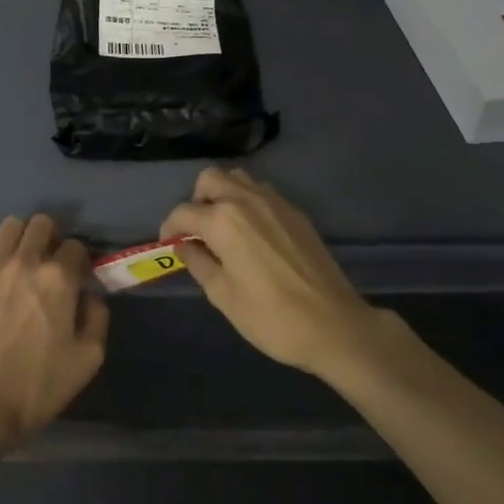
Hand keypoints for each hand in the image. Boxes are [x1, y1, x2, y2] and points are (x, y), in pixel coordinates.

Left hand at [0, 214, 108, 457]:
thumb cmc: (34, 388)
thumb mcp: (86, 362)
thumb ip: (97, 319)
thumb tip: (89, 296)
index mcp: (59, 278)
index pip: (76, 246)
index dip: (79, 260)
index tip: (76, 277)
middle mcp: (25, 261)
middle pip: (41, 224)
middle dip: (49, 238)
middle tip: (47, 263)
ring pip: (9, 226)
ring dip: (19, 239)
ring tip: (17, 263)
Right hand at [161, 167, 376, 377]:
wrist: (334, 324)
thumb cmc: (271, 317)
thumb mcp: (223, 295)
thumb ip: (198, 263)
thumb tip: (183, 244)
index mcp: (223, 221)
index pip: (184, 212)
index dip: (170, 227)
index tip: (169, 243)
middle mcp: (246, 200)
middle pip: (210, 179)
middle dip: (197, 199)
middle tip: (197, 230)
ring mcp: (275, 202)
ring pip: (238, 178)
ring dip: (223, 194)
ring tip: (224, 228)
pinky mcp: (295, 212)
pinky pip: (262, 192)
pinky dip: (248, 202)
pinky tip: (253, 234)